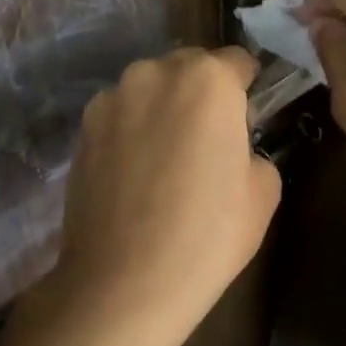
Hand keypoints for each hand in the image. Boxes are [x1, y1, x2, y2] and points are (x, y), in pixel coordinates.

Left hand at [0, 47, 280, 345]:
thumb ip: (252, 147)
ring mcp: (112, 98)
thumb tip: (232, 145)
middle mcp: (154, 72)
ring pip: (151, 90)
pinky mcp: (82, 128)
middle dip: (202, 94)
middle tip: (207, 142)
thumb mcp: (263, 191)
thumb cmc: (207, 235)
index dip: (247, 89)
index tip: (246, 122)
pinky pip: (121, 115)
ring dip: (163, 110)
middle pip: (189, 68)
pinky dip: (132, 131)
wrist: (124, 283)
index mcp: (207, 79)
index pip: (238, 62)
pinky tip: (135, 174)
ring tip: (165, 162)